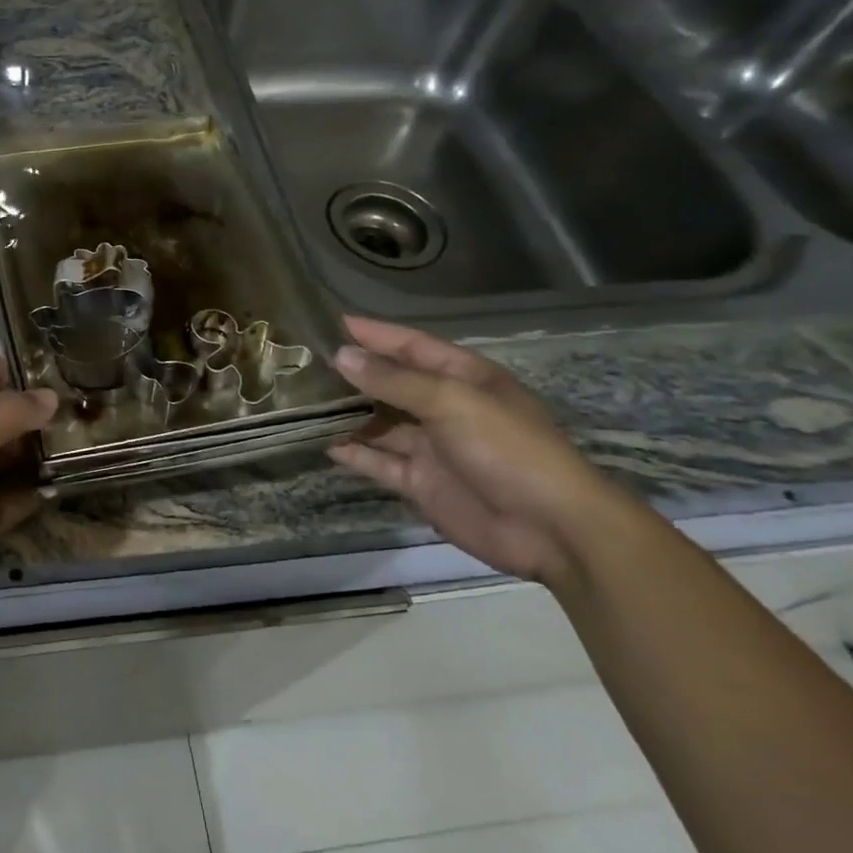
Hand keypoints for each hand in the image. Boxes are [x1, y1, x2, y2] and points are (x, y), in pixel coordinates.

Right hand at [327, 316, 633, 586]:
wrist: (552, 529)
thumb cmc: (507, 449)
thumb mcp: (451, 402)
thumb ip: (393, 380)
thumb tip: (340, 355)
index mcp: (463, 378)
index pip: (411, 345)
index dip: (373, 333)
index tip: (330, 322)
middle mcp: (444, 407)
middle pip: (390, 383)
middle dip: (352, 373)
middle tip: (302, 363)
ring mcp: (432, 447)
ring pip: (380, 423)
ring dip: (347, 414)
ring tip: (300, 402)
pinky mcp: (422, 482)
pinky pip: (380, 462)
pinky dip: (354, 454)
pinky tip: (323, 444)